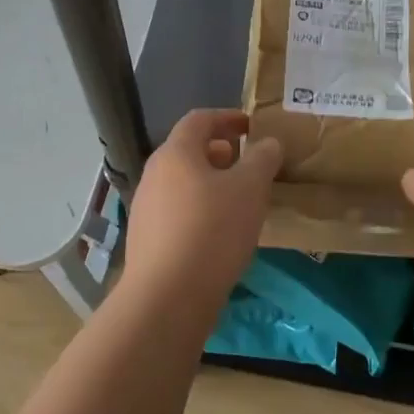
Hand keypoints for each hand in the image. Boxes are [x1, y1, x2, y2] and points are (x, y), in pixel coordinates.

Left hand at [122, 109, 281, 318]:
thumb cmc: (212, 230)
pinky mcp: (147, 239)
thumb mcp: (250, 189)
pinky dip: (201, 209)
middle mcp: (154, 174)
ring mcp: (145, 208)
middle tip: (249, 165)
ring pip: (183, 183)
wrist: (168, 296)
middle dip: (221, 153)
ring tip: (240, 200)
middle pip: (188, 151)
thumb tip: (268, 143)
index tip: (252, 126)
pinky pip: (178, 211)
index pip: (199, 119)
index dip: (227, 117)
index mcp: (176, 153)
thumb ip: (262, 159)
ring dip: (211, 183)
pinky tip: (221, 233)